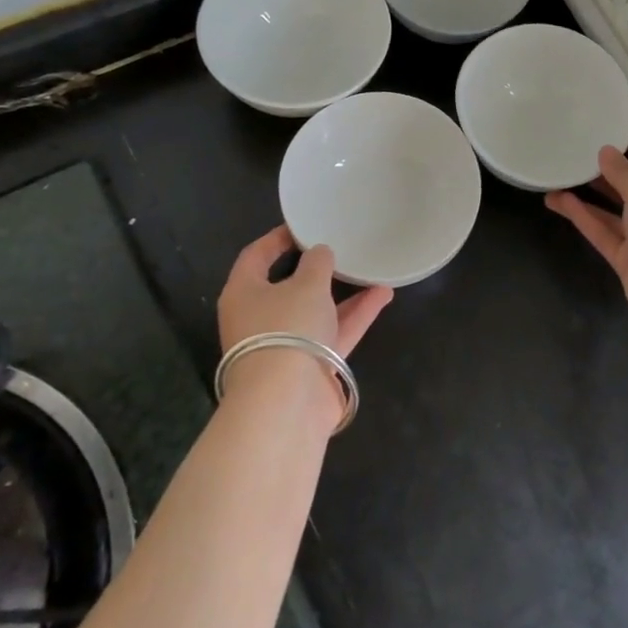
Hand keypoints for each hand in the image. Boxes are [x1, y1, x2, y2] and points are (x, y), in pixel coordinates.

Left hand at [216, 227, 393, 420]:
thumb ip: (317, 263)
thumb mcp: (306, 284)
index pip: (255, 256)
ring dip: (344, 292)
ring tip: (371, 268)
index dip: (278, 238)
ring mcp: (286, 344)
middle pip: (287, 286)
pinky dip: (356, 314)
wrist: (288, 402)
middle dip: (315, 268)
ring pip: (316, 310)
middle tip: (339, 247)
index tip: (304, 225)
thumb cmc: (286, 328)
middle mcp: (260, 318)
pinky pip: (335, 331)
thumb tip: (320, 253)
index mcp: (243, 293)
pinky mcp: (311, 365)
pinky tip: (383, 294)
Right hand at [545, 132, 627, 328]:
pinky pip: (603, 231)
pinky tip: (559, 201)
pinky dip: (584, 217)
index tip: (605, 126)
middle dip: (604, 170)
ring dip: (587, 195)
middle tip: (574, 152)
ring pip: (612, 210)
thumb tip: (605, 151)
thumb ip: (623, 171)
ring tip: (558, 177)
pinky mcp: (626, 258)